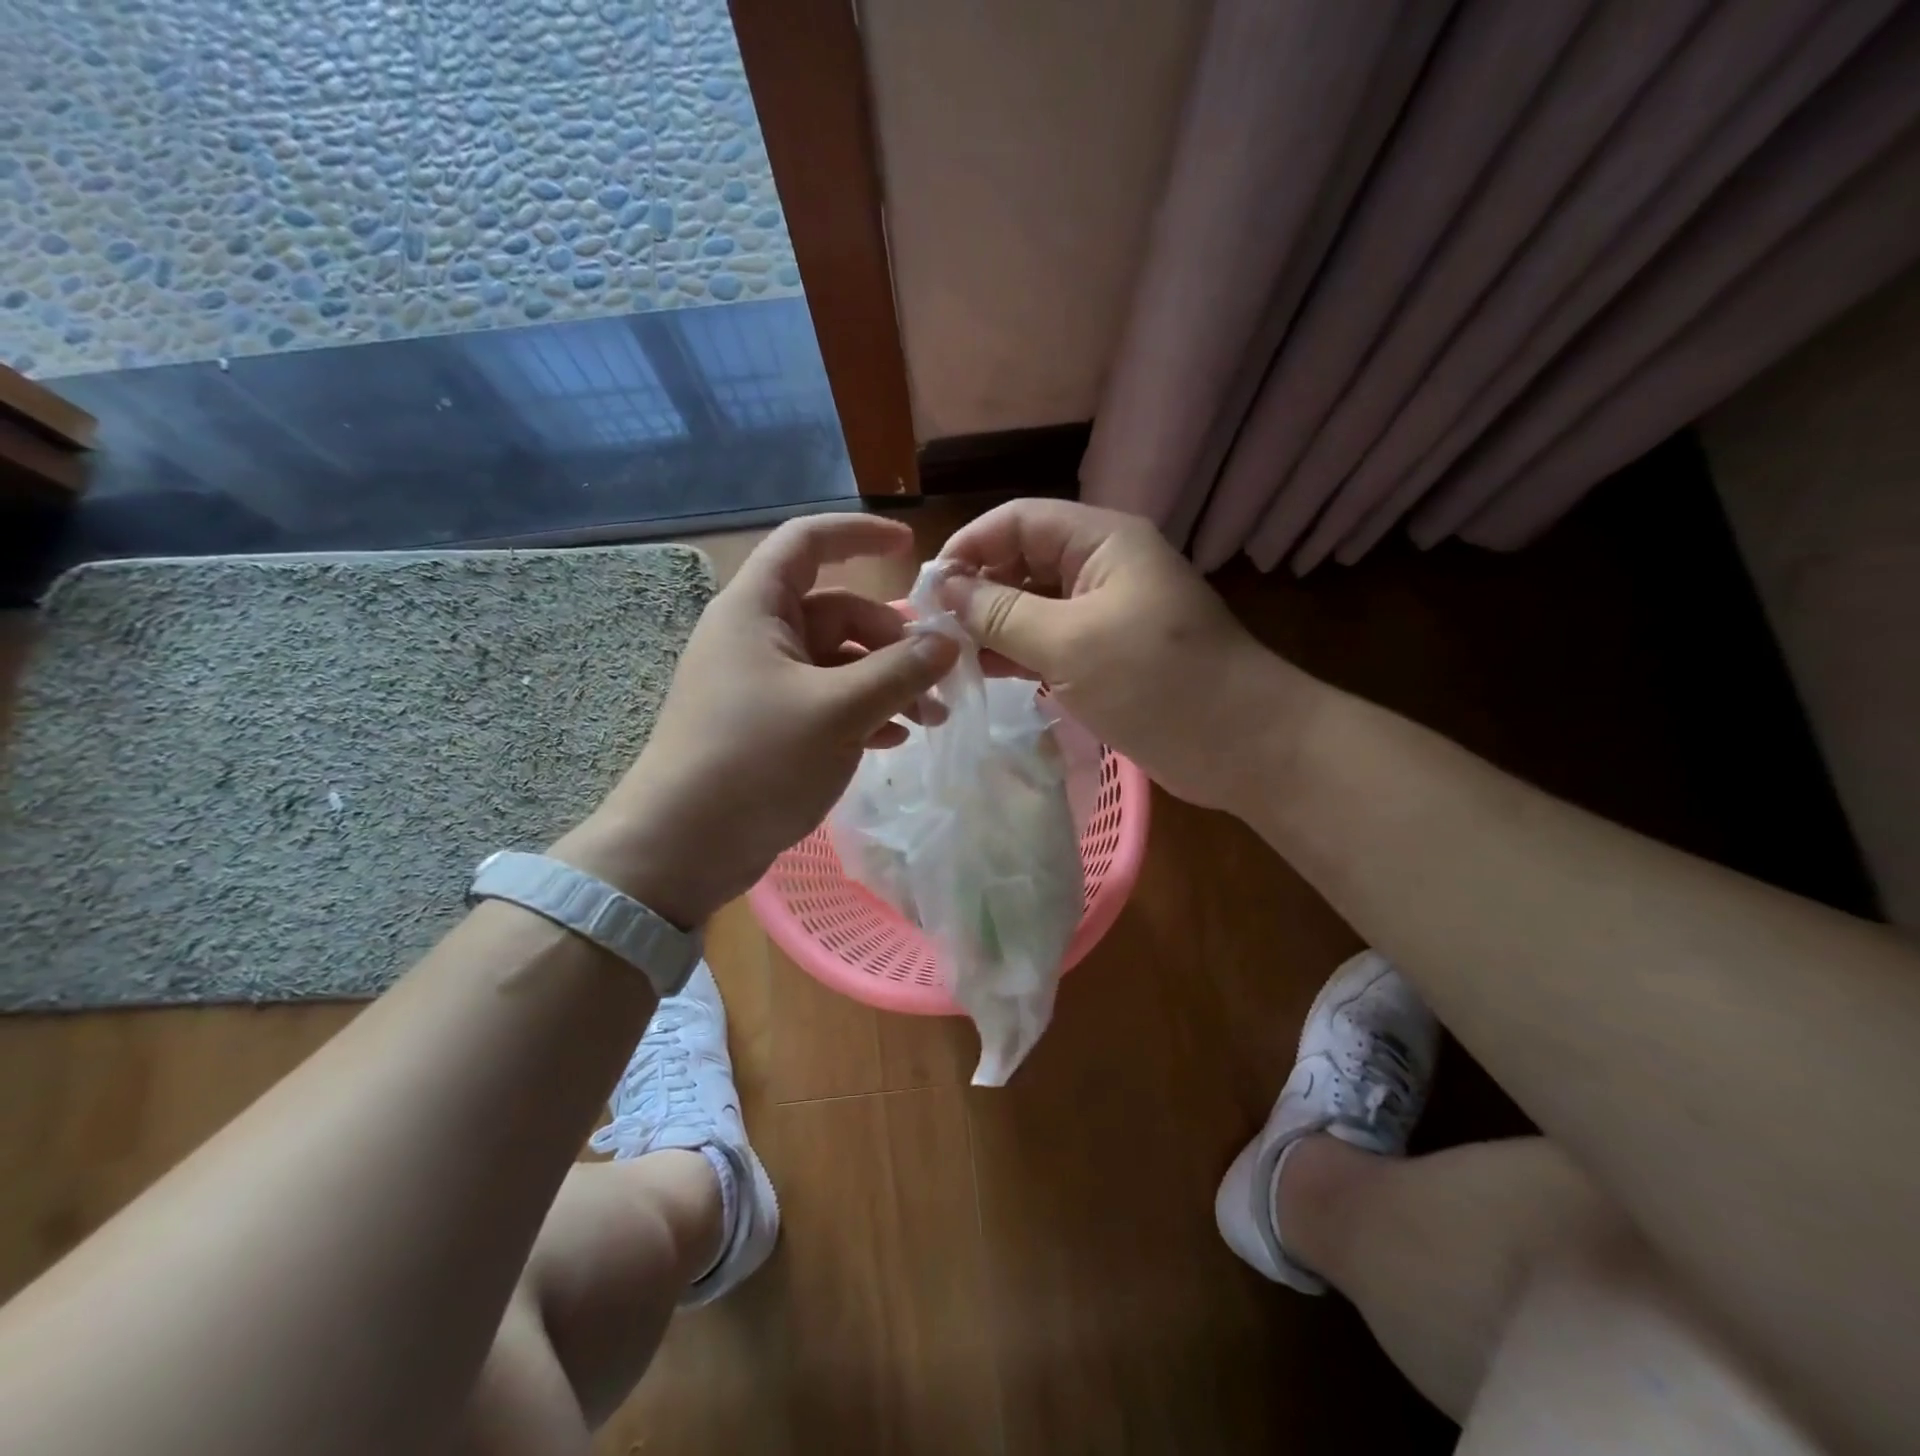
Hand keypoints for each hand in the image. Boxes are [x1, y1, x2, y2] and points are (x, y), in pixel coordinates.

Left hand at [554, 515, 958, 925]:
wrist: (685, 847)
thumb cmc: (757, 761)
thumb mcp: (839, 710)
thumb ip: (900, 671)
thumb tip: (949, 641)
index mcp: (757, 610)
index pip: (808, 543)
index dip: (859, 535)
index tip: (912, 549)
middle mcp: (758, 637)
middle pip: (838, 613)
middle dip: (892, 641)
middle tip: (938, 678)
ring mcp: (763, 684)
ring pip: (839, 663)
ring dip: (887, 683)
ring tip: (931, 719)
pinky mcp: (770, 726)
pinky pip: (827, 701)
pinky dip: (863, 712)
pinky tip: (895, 740)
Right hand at [938, 499, 1301, 810]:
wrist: (1243, 745)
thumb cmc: (1157, 683)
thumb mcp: (1070, 643)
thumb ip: (1001, 613)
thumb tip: (944, 589)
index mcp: (1101, 541)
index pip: (1017, 520)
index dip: (969, 545)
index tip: (928, 589)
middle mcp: (1102, 566)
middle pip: (1023, 559)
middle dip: (977, 588)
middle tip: (932, 629)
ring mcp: (1106, 610)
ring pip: (1033, 603)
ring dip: (993, 623)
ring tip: (949, 654)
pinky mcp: (1107, 651)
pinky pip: (1050, 638)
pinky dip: (1018, 651)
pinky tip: (985, 671)